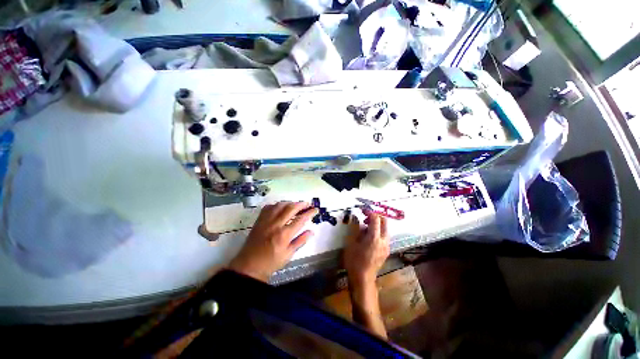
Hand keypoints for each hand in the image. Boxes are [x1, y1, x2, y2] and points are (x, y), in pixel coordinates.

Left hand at [229, 201, 317, 281]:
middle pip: (291, 208)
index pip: (301, 219)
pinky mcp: (259, 220)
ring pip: (280, 205)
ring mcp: (266, 221)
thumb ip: (300, 241)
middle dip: (301, 204)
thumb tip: (312, 232)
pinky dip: (277, 205)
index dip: (310, 213)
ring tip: (296, 204)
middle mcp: (276, 224)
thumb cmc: (271, 262)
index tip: (315, 210)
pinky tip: (280, 207)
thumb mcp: (288, 254)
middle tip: (307, 204)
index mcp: (284, 234)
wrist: (249, 265)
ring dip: (290, 202)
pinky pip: (269, 207)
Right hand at [343, 210, 389, 338]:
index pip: (376, 219)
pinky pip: (384, 236)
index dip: (370, 211)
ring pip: (385, 229)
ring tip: (364, 226)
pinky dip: (377, 231)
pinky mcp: (386, 251)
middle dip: (375, 216)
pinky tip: (368, 236)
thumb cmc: (354, 260)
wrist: (363, 279)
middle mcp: (384, 240)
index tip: (362, 209)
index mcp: (375, 238)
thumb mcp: (351, 243)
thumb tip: (355, 217)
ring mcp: (386, 246)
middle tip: (365, 216)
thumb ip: (355, 228)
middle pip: (384, 222)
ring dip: (376, 224)